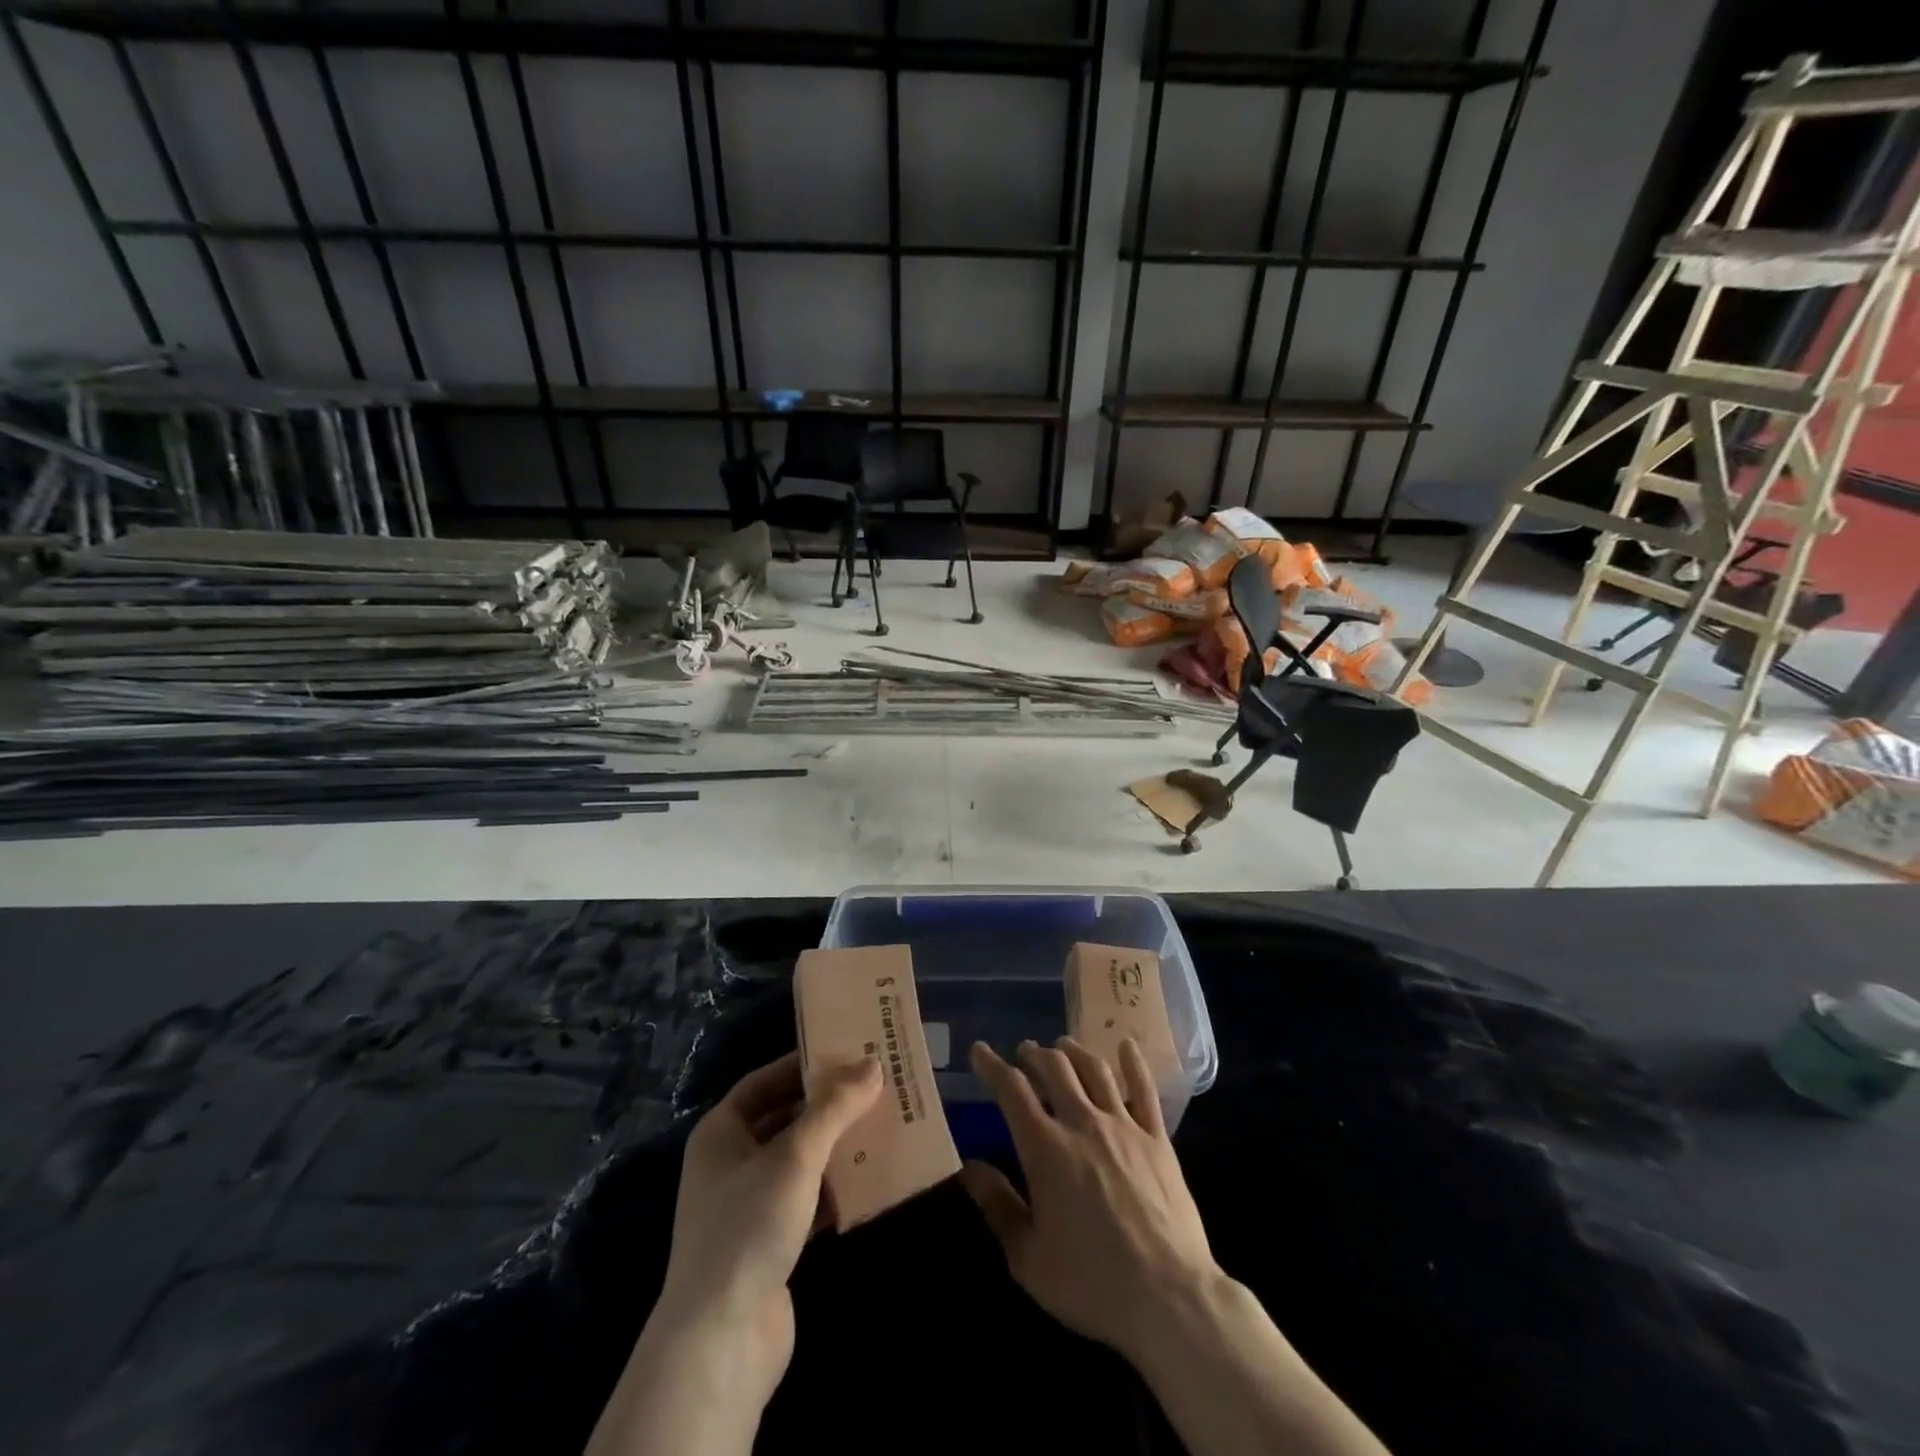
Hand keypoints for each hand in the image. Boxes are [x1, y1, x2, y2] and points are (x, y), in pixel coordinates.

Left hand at [652, 1052, 881, 1404]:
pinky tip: (872, 1180)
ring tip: (881, 1125)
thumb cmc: (749, 1227)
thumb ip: (834, 1108)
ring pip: (800, 1160)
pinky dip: (836, 1188)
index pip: (764, 1082)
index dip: (802, 1065)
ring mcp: (749, 1206)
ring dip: (836, 1146)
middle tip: (873, 1086)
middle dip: (827, 1106)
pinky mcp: (770, 1242)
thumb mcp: (795, 1156)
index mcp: (721, 1133)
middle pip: (785, 1118)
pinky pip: (808, 1199)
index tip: (845, 1052)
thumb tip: (872, 1064)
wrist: (720, 1341)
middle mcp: (730, 1163)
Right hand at [961, 1037, 1217, 1362]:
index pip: (1012, 1091)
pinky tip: (1126, 1045)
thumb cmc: (1090, 1284)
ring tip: (1063, 1046)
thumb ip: (997, 1206)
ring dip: (1074, 1052)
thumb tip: (969, 1166)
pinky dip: (1134, 1064)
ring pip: (1095, 1070)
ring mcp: (1124, 1127)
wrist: (1168, 1299)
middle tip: (1025, 1051)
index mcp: (1046, 1149)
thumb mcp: (1028, 1257)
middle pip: (1055, 1069)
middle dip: (1035, 1054)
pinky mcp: (1158, 1140)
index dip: (993, 1066)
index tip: (980, 1050)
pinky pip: (1145, 1091)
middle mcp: (1083, 1124)